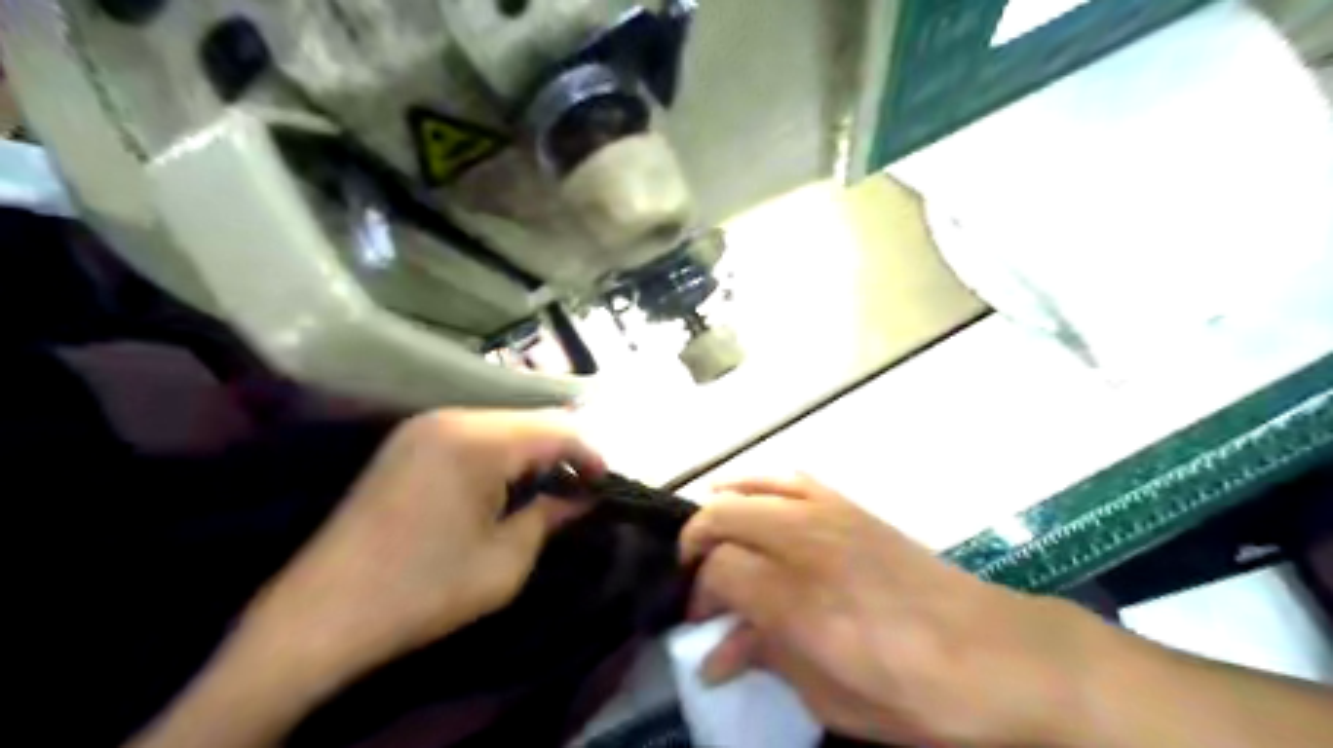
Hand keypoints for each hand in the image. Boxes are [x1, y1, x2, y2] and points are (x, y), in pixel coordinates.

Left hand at [241, 410, 606, 690]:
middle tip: (578, 489)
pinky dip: (499, 452)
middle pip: (529, 418)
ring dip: (530, 450)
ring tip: (544, 489)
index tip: (603, 485)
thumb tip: (581, 497)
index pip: (557, 428)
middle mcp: (452, 417)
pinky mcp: (405, 442)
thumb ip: (550, 517)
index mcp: (479, 441)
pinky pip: (471, 433)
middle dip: (561, 450)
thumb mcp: (505, 561)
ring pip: (501, 423)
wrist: (321, 614)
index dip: (589, 453)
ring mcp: (423, 426)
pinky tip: (502, 485)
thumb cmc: (423, 590)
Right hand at [680, 477, 1099, 744]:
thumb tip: (716, 656)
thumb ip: (767, 661)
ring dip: (723, 505)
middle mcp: (806, 543)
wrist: (1000, 656)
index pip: (719, 571)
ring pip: (752, 486)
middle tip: (697, 578)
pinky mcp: (852, 507)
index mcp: (798, 599)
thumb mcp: (832, 698)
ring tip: (713, 533)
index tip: (704, 625)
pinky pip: (792, 478)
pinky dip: (761, 484)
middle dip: (697, 542)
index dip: (701, 597)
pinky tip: (758, 503)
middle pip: (724, 515)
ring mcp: (830, 515)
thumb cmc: (914, 693)